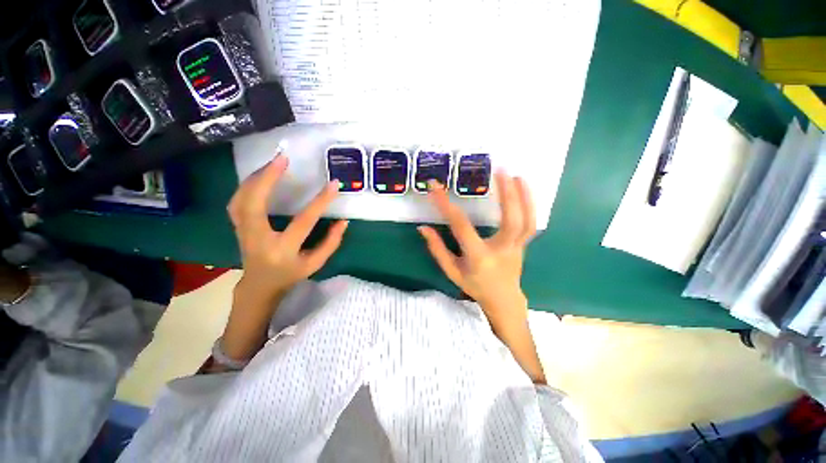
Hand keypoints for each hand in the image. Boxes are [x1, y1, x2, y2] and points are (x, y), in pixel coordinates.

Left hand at [221, 153, 347, 361]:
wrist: (259, 285)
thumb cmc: (290, 274)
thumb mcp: (315, 264)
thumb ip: (331, 243)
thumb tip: (343, 221)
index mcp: (283, 250)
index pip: (303, 221)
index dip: (320, 202)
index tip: (333, 184)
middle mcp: (258, 239)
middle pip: (255, 203)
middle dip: (268, 178)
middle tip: (283, 159)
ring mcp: (242, 232)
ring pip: (240, 199)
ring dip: (256, 178)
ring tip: (272, 163)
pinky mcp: (237, 226)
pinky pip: (236, 202)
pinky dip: (246, 186)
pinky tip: (258, 177)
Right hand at [418, 173, 535, 338]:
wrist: (502, 299)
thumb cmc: (474, 285)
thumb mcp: (451, 270)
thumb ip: (437, 249)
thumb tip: (423, 228)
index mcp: (478, 257)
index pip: (460, 225)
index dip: (446, 205)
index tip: (435, 187)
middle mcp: (501, 250)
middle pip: (511, 221)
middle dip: (506, 194)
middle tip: (500, 170)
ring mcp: (517, 247)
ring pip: (526, 221)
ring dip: (523, 196)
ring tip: (516, 175)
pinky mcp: (524, 244)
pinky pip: (530, 223)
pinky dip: (530, 204)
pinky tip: (524, 188)